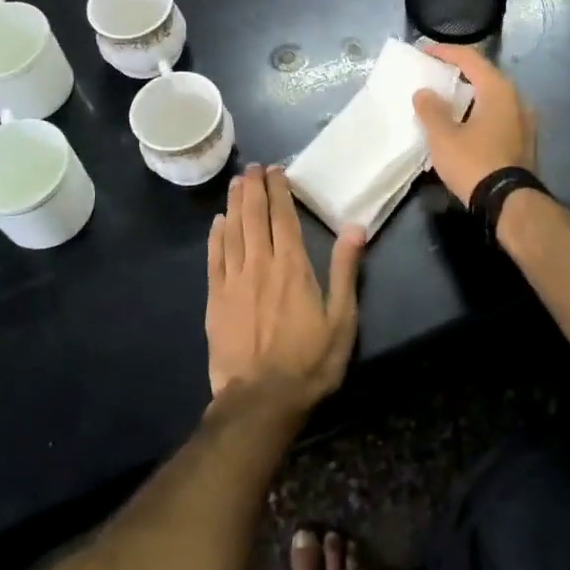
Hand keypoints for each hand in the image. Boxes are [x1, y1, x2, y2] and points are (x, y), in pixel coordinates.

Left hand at [205, 165, 364, 404]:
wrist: (260, 401)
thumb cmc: (309, 362)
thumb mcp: (341, 320)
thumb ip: (345, 271)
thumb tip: (355, 228)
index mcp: (292, 266)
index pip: (283, 217)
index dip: (279, 190)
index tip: (276, 170)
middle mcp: (260, 264)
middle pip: (254, 216)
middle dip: (254, 188)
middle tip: (253, 168)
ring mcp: (233, 280)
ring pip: (232, 231)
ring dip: (234, 204)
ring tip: (236, 183)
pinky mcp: (216, 299)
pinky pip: (214, 258)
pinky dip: (216, 236)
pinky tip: (218, 223)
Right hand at [411, 43, 536, 203]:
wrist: (509, 203)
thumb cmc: (474, 162)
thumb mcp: (443, 136)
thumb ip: (431, 109)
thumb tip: (424, 92)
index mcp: (498, 90)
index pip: (470, 58)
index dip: (445, 52)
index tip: (424, 52)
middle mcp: (516, 99)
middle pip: (483, 76)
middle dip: (457, 74)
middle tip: (433, 76)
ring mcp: (524, 121)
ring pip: (491, 98)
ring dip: (468, 96)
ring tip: (444, 101)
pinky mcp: (524, 141)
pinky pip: (497, 116)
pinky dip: (478, 113)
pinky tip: (462, 125)